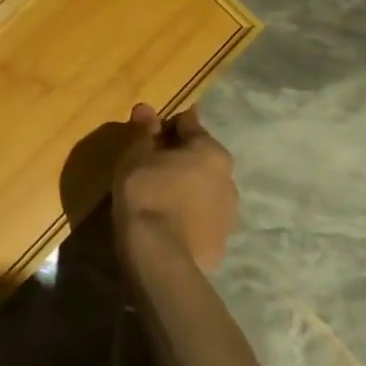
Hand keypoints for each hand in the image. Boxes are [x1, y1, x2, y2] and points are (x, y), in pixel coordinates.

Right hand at [112, 104, 237, 272]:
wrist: (159, 257)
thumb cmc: (147, 192)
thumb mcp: (137, 155)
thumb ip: (144, 130)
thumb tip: (146, 108)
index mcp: (211, 152)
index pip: (189, 124)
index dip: (167, 124)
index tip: (150, 130)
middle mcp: (228, 179)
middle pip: (201, 157)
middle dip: (180, 156)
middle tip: (151, 162)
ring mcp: (228, 215)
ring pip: (205, 189)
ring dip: (188, 186)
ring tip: (160, 194)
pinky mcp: (221, 243)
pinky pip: (203, 218)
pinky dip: (189, 214)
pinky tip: (169, 221)